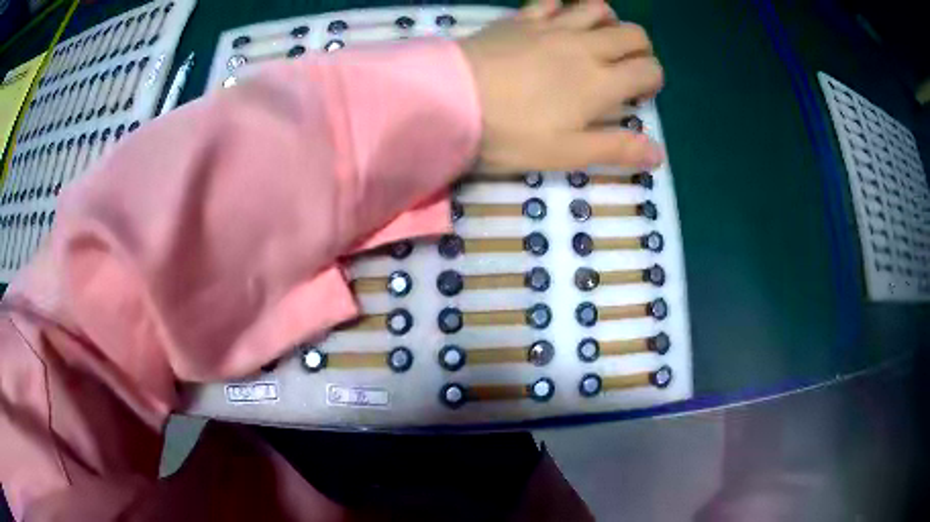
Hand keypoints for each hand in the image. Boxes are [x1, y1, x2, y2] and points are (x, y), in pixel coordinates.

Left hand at [459, 0, 664, 173]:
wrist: (449, 101)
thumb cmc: (510, 134)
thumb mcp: (565, 153)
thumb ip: (615, 149)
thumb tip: (659, 153)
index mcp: (600, 82)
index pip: (647, 70)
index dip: (653, 80)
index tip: (641, 93)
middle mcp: (584, 47)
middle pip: (631, 34)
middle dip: (640, 49)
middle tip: (625, 67)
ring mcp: (552, 26)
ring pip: (597, 8)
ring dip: (608, 20)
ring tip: (597, 39)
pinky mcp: (521, 18)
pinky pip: (552, 0)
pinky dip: (564, 7)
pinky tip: (558, 21)